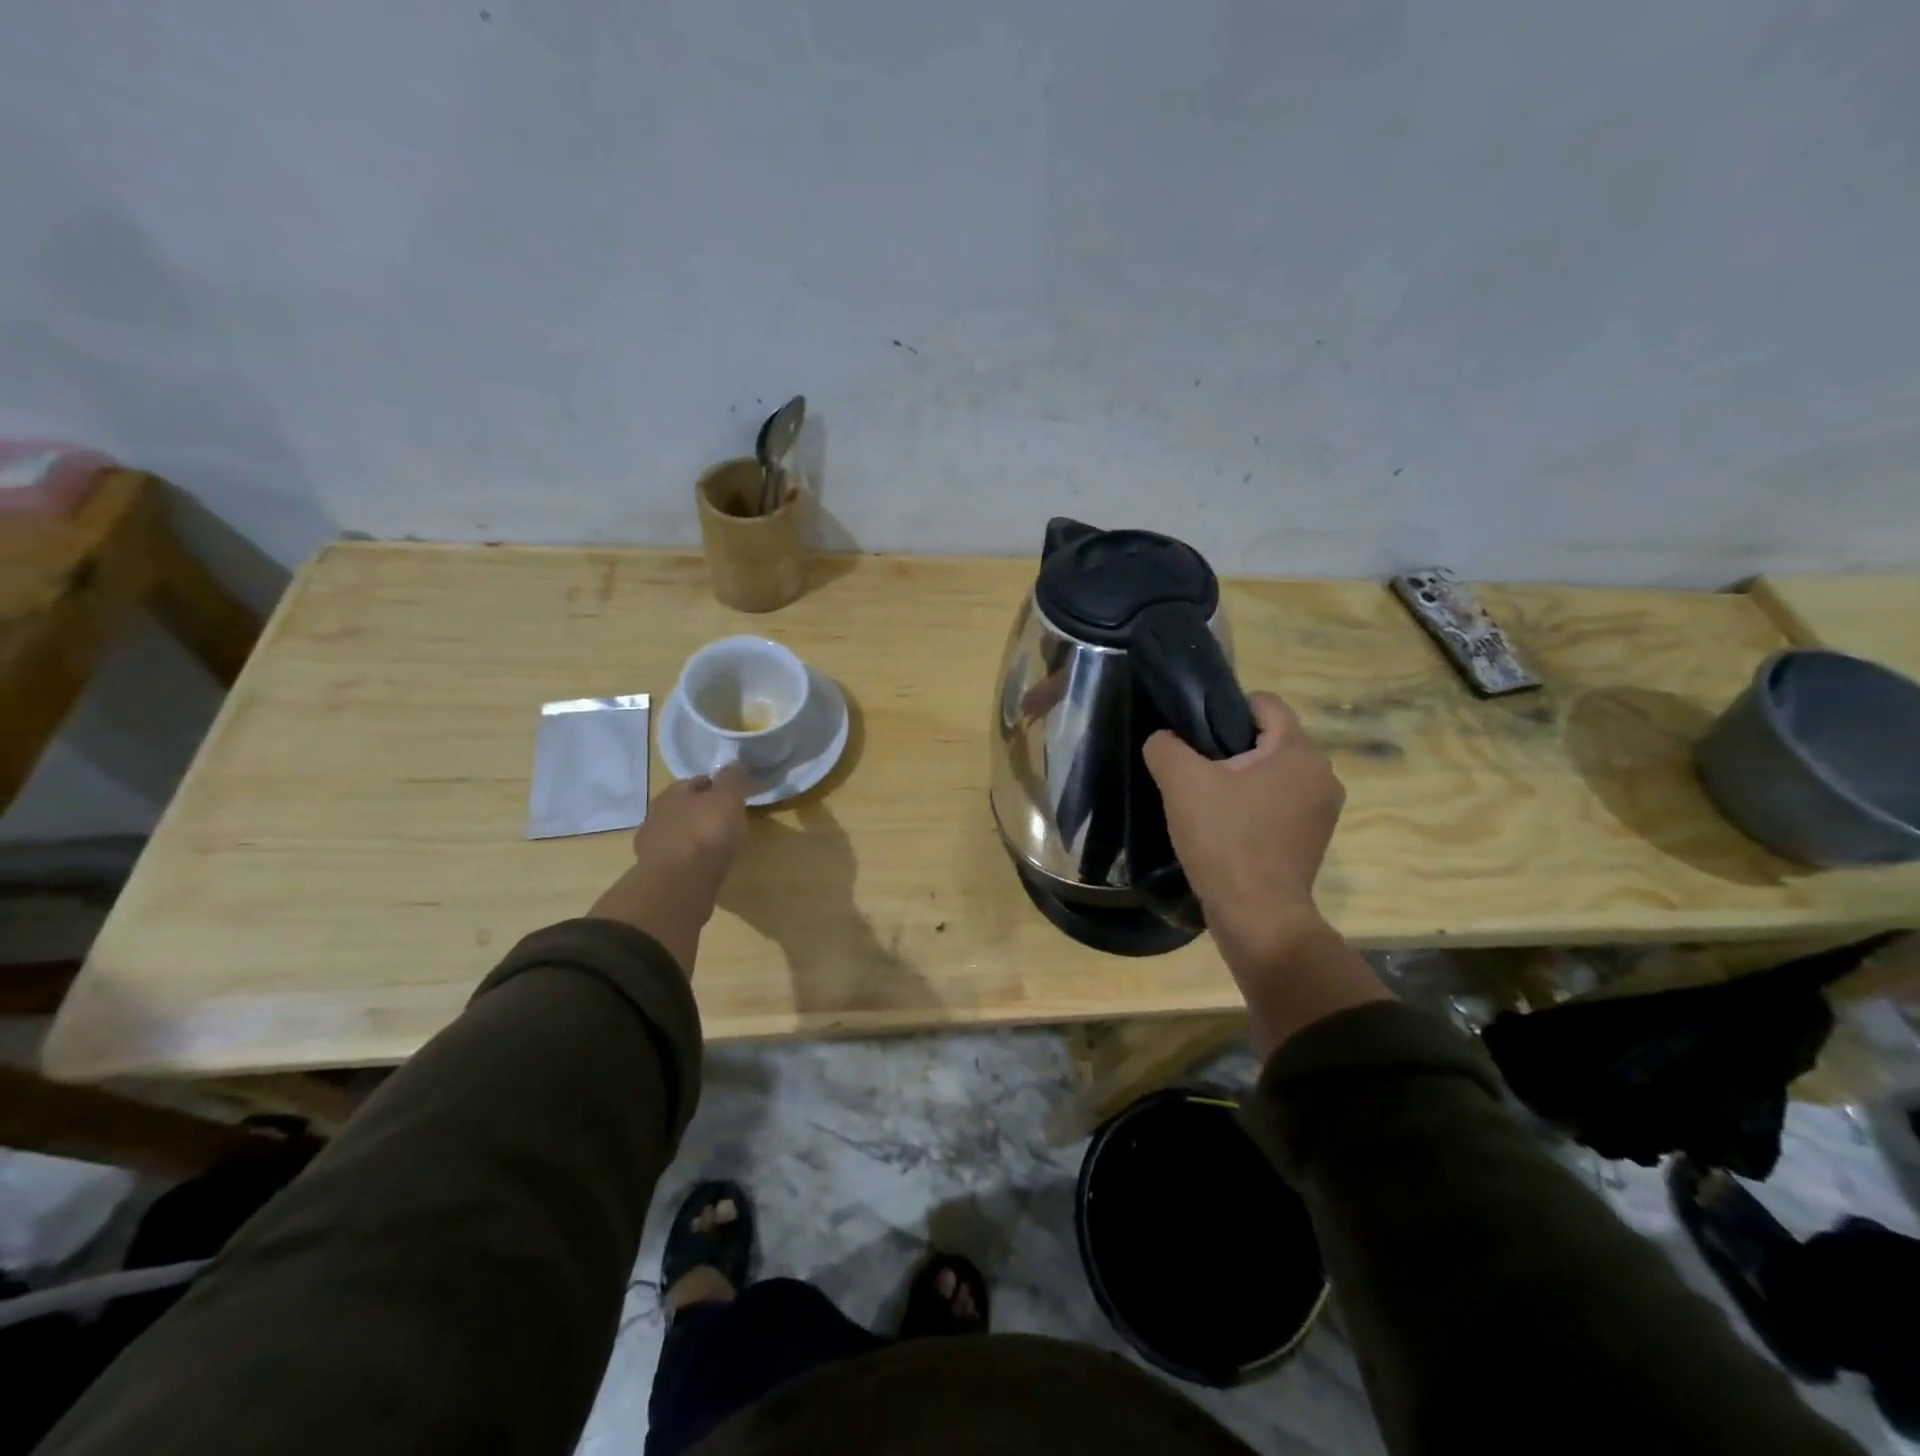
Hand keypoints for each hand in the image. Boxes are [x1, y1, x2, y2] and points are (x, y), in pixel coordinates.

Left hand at [630, 765, 750, 898]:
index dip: (715, 787)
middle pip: (684, 807)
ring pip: (678, 833)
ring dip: (693, 836)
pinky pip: (676, 858)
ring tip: (716, 846)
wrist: (679, 882)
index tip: (732, 797)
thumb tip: (733, 762)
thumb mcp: (728, 798)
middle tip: (725, 821)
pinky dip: (688, 859)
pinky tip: (702, 866)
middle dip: (702, 811)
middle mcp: (657, 814)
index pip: (696, 782)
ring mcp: (652, 844)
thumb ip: (731, 778)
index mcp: (674, 792)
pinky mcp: (655, 871)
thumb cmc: (706, 832)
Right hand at [1145, 693, 1341, 964]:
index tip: (1194, 730)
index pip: (1265, 703)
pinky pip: (1279, 804)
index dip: (1225, 707)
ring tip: (1205, 800)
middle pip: (1269, 740)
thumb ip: (1166, 746)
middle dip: (1230, 747)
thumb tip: (1164, 740)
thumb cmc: (1225, 840)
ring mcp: (1322, 810)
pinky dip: (1253, 806)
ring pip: (1274, 774)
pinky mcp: (1313, 840)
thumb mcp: (1181, 783)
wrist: (1257, 915)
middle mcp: (1322, 775)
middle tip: (1193, 768)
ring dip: (1241, 780)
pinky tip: (1224, 826)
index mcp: (1298, 752)